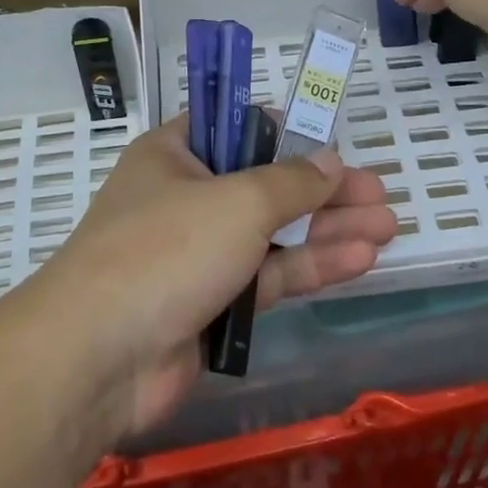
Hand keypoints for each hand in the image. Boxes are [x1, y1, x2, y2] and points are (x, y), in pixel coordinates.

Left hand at [38, 116, 397, 435]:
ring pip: (273, 235)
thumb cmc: (165, 250)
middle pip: (265, 185)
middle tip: (379, 192)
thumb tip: (330, 159)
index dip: (280, 130)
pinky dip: (311, 267)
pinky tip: (361, 259)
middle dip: (323, 190)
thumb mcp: (237, 202)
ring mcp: (198, 256)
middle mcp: (185, 199)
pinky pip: (269, 277)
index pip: (230, 128)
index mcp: (173, 156)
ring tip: (388, 225)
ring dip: (328, 230)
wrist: (100, 359)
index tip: (325, 139)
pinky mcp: (212, 307)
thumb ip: (291, 182)